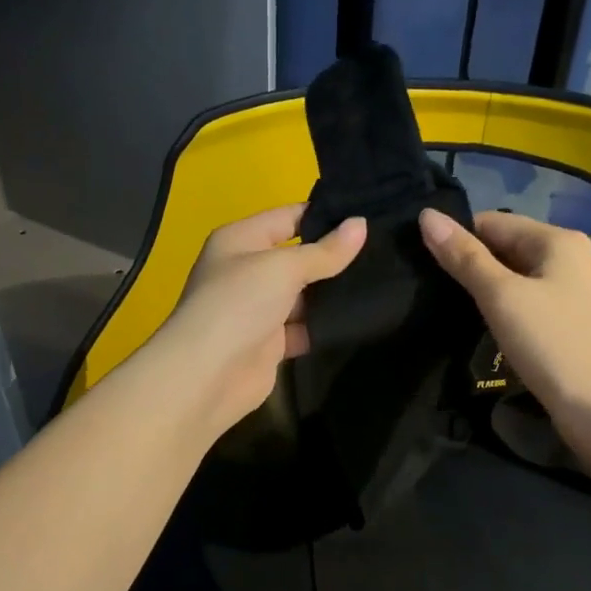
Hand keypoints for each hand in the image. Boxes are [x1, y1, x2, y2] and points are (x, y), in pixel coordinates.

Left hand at [151, 204, 366, 433]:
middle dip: (334, 256)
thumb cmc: (239, 304)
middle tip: (382, 250)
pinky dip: (325, 325)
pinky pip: (304, 327)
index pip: (288, 217)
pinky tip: (360, 317)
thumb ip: (325, 251)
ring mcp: (258, 308)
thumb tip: (361, 223)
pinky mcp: (270, 343)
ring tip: (381, 282)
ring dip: (333, 293)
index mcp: (240, 240)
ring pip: (304, 294)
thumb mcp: (283, 268)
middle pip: (298, 256)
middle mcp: (247, 271)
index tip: (368, 215)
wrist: (207, 376)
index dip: (325, 215)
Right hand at [419, 208, 590, 416]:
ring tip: (457, 308)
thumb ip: (463, 256)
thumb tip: (427, 215)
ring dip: (491, 288)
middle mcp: (574, 257)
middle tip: (436, 289)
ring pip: (521, 276)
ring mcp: (579, 290)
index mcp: (559, 240)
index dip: (458, 239)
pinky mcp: (578, 321)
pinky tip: (492, 327)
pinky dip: (511, 308)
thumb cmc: (551, 344)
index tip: (426, 264)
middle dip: (474, 264)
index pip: (493, 222)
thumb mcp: (500, 296)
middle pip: (509, 246)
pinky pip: (534, 300)